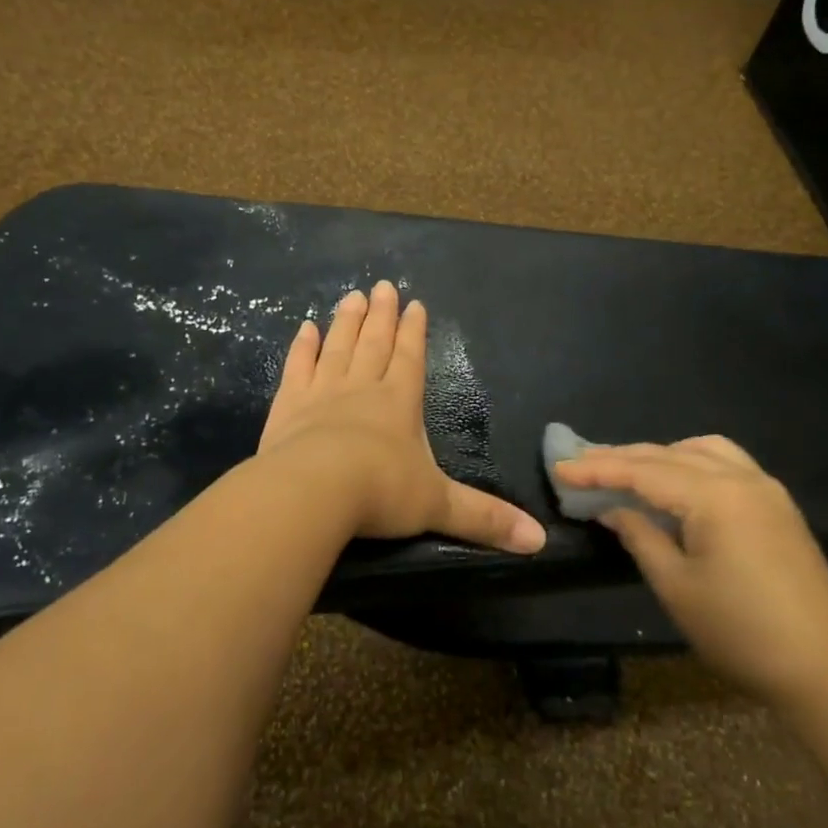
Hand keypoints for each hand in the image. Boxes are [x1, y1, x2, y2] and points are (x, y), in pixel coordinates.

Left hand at [258, 281, 545, 554]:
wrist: (313, 492)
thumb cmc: (381, 493)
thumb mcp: (439, 506)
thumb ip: (485, 519)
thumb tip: (539, 542)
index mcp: (400, 403)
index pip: (410, 358)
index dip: (413, 331)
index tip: (414, 303)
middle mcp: (363, 388)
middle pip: (374, 343)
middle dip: (381, 315)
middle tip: (382, 286)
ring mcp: (322, 393)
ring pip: (338, 347)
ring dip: (346, 321)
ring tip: (352, 296)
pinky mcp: (288, 406)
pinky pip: (297, 367)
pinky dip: (302, 347)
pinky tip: (305, 328)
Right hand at [555, 437, 827, 704]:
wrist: (825, 667)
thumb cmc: (741, 632)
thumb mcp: (677, 587)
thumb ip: (641, 537)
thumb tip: (612, 509)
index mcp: (715, 496)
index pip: (644, 471)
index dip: (598, 469)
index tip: (560, 468)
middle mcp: (742, 478)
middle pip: (669, 454)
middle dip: (622, 457)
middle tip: (580, 464)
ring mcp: (765, 488)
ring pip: (701, 450)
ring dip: (660, 455)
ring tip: (626, 470)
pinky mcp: (777, 505)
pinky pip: (726, 463)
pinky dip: (692, 462)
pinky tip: (677, 483)